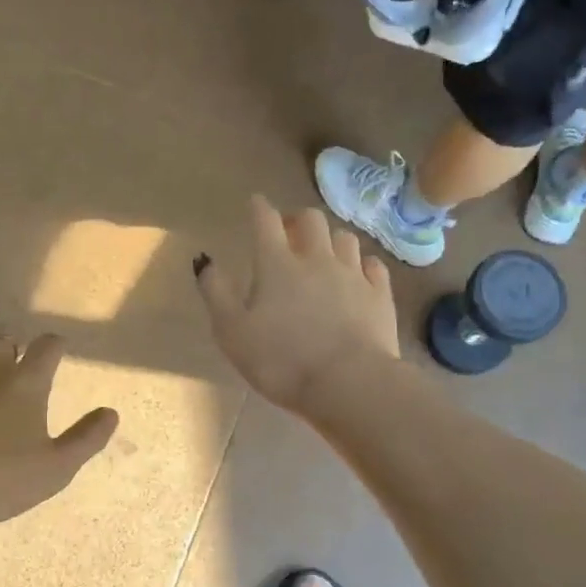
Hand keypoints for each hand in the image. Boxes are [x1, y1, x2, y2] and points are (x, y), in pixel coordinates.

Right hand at [196, 196, 399, 412]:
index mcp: (277, 264)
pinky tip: (359, 273)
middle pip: (311, 219)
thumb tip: (205, 261)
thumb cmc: (280, 360)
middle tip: (289, 231)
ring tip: (324, 252)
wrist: (348, 383)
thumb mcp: (232, 332)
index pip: (266, 221)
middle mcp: (317, 259)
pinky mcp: (380, 296)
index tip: (255, 203)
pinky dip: (362, 264)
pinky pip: (373, 266)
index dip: (259, 208)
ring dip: (330, 239)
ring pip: (344, 238)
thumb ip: (216, 293)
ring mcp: (353, 275)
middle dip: (298, 219)